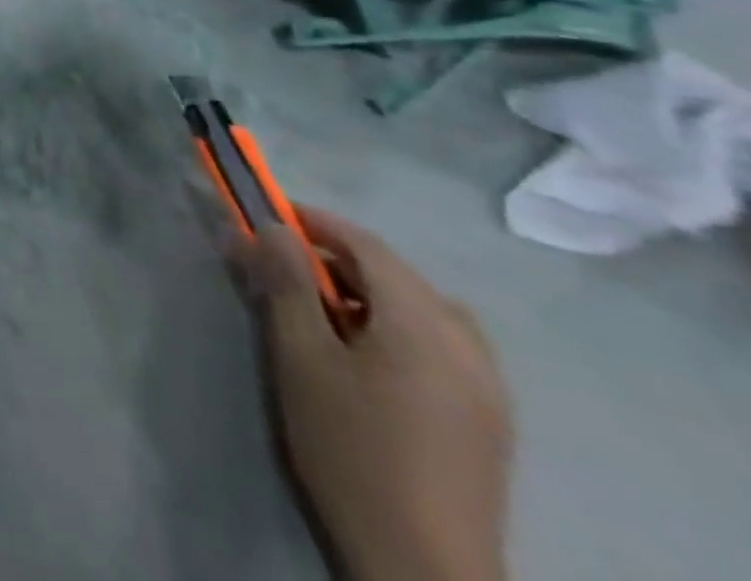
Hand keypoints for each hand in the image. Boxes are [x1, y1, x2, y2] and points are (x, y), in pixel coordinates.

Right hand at [244, 207, 512, 580]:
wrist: (423, 568)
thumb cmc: (351, 448)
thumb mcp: (300, 357)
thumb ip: (285, 283)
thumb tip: (274, 227)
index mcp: (422, 322)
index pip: (366, 244)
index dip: (316, 222)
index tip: (271, 217)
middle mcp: (465, 343)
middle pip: (397, 274)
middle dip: (338, 260)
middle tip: (288, 271)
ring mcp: (488, 386)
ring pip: (423, 310)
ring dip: (370, 295)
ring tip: (326, 317)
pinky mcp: (490, 421)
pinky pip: (443, 345)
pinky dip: (400, 329)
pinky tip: (371, 362)